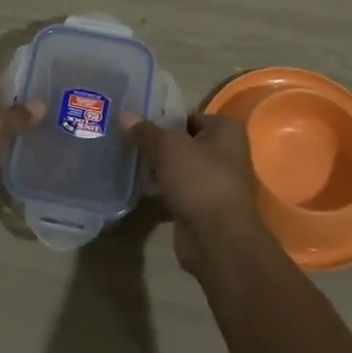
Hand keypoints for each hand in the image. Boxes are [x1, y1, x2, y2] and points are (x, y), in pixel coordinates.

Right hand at [126, 113, 265, 272]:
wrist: (217, 238)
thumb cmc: (199, 179)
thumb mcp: (167, 147)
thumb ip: (145, 131)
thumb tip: (124, 114)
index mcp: (226, 130)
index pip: (190, 116)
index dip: (165, 117)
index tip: (138, 122)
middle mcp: (227, 153)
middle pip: (186, 142)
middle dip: (160, 143)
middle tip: (130, 140)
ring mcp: (217, 182)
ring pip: (182, 168)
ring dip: (161, 168)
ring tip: (131, 161)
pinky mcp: (205, 207)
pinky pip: (180, 190)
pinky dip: (165, 189)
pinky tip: (142, 186)